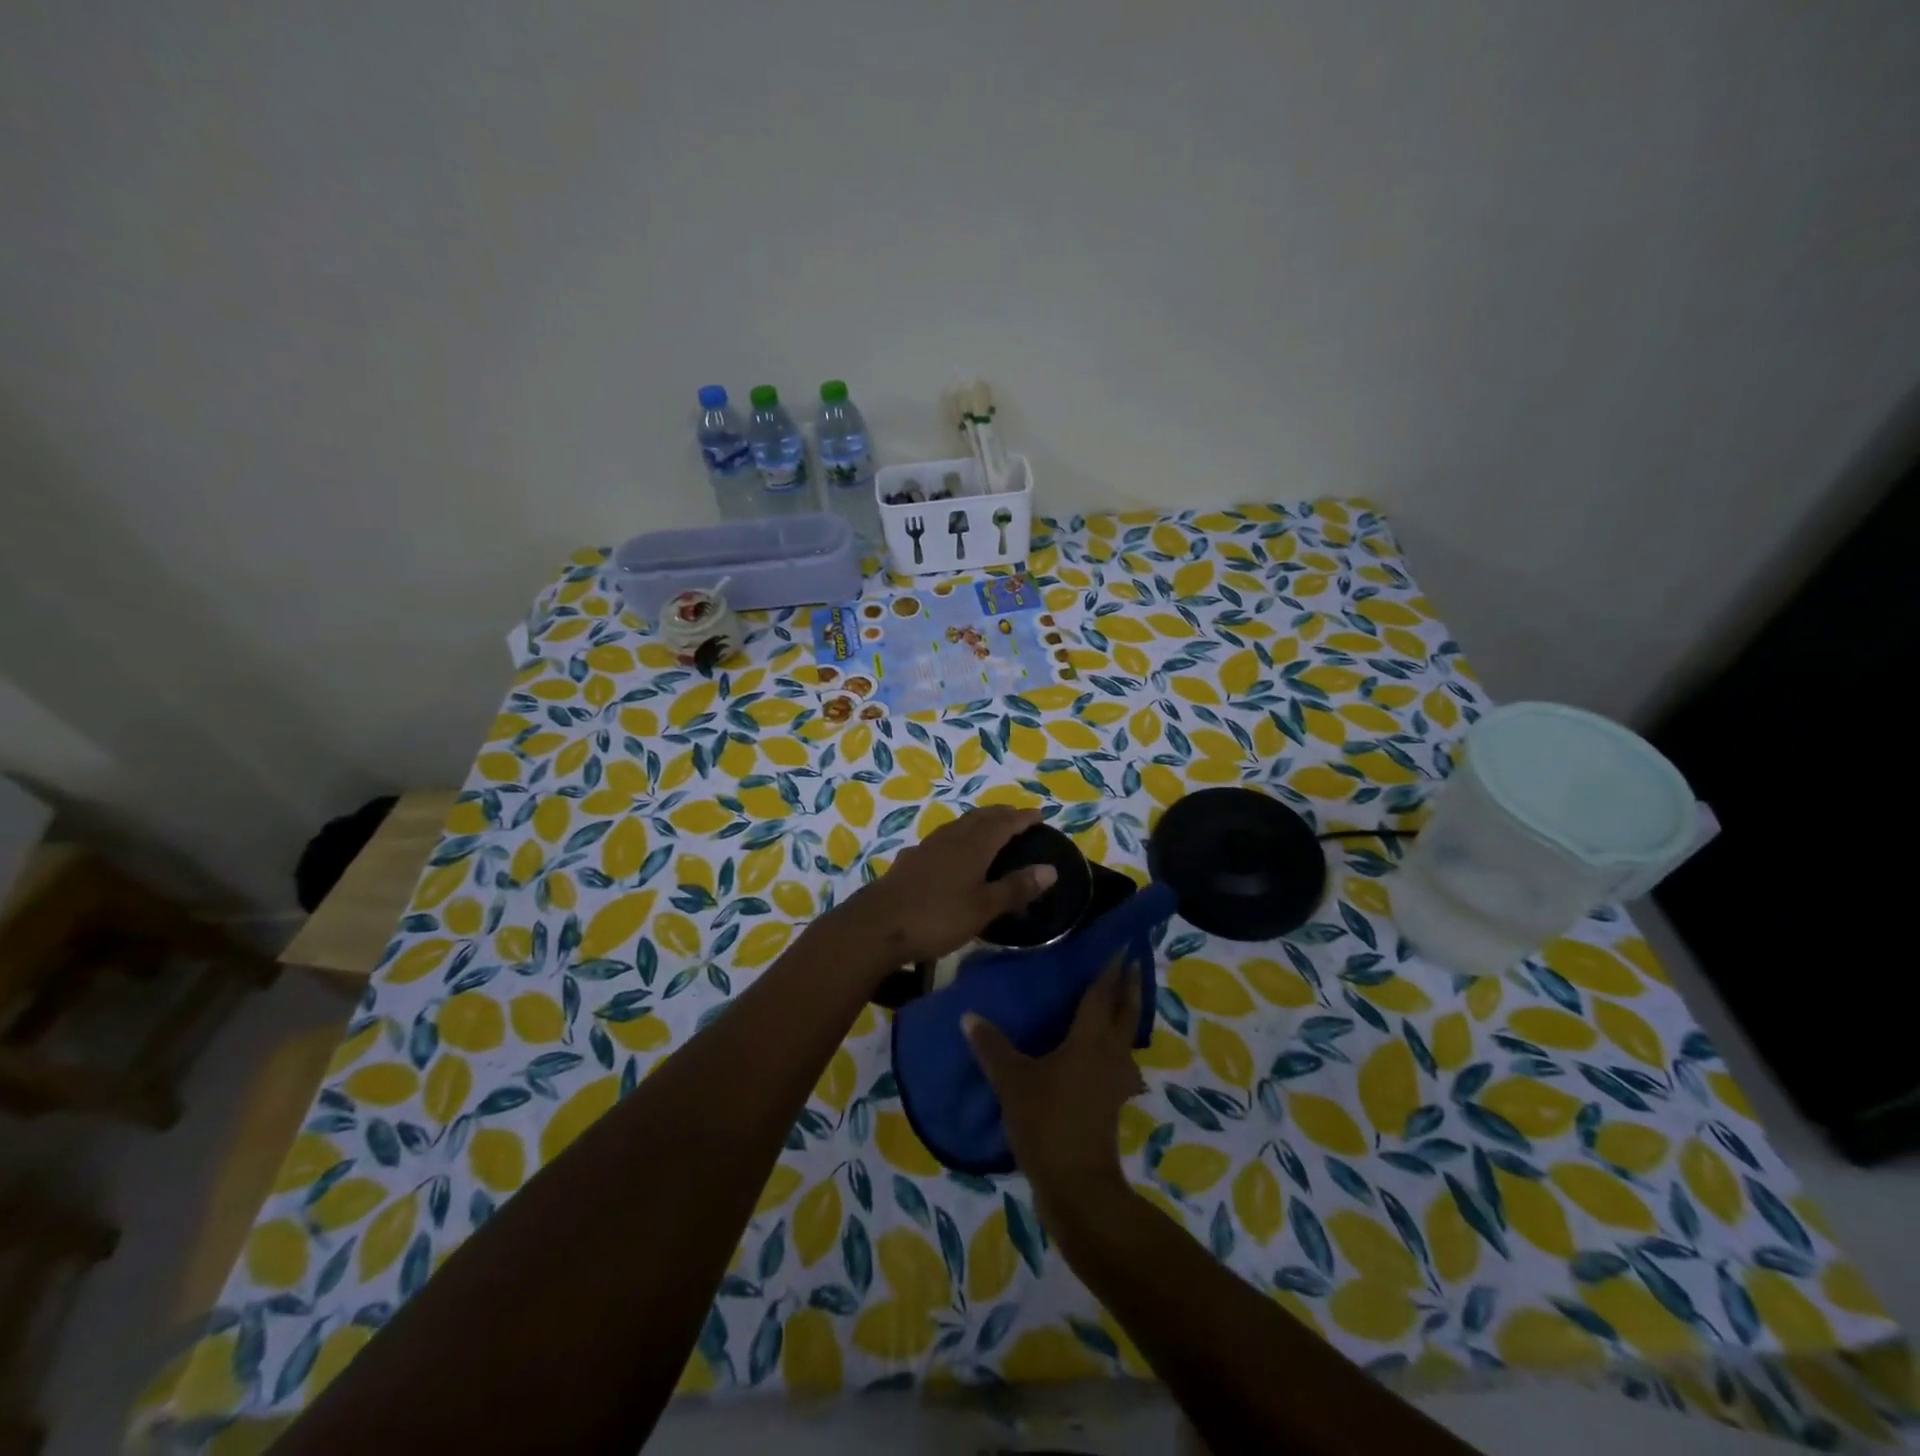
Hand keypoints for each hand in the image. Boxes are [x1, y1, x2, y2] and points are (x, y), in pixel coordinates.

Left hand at [837, 806, 1056, 967]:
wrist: (876, 927)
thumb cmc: (936, 917)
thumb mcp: (983, 908)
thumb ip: (1015, 888)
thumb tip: (1050, 869)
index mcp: (972, 846)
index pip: (1003, 824)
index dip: (1022, 818)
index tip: (1038, 814)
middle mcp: (949, 839)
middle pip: (978, 818)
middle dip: (999, 814)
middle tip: (1016, 817)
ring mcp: (925, 848)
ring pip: (957, 826)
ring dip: (976, 823)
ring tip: (987, 829)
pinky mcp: (908, 862)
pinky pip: (940, 840)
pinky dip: (955, 838)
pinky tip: (949, 852)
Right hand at [964, 954, 1143, 1224]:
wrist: (1077, 1185)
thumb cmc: (1047, 1121)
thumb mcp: (1012, 1081)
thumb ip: (992, 1047)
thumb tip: (969, 1015)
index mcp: (1089, 1040)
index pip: (1102, 995)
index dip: (1110, 969)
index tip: (1122, 946)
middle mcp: (1110, 1054)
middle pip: (1125, 1013)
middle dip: (1129, 987)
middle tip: (1131, 964)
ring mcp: (1115, 1081)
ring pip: (1127, 1039)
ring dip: (1127, 1017)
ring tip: (1118, 1004)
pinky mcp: (1112, 1104)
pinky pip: (1119, 1063)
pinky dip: (1115, 1049)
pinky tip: (1103, 1058)